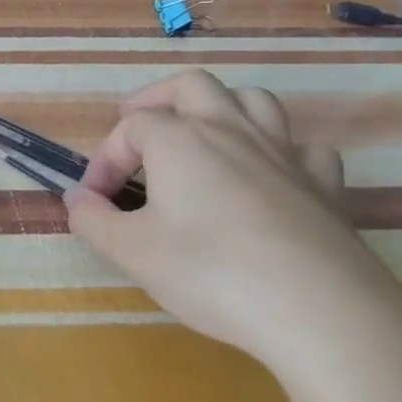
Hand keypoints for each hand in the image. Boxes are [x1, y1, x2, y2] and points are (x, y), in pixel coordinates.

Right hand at [64, 70, 401, 379]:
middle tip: (137, 129)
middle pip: (192, 86)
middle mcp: (232, 132)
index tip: (94, 200)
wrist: (323, 315)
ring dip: (221, 110)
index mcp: (180, 140)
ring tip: (201, 139)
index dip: (104, 159)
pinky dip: (280, 152)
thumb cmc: (212, 274)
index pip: (130, 128)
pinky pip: (304, 148)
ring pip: (253, 101)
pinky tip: (269, 178)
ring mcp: (285, 155)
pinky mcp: (326, 187)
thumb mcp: (131, 252)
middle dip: (157, 100)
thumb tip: (75, 200)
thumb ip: (92, 220)